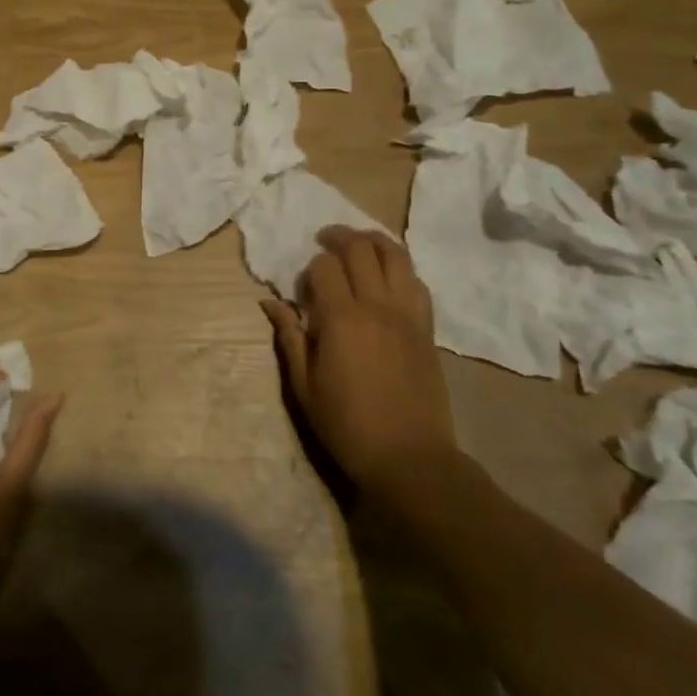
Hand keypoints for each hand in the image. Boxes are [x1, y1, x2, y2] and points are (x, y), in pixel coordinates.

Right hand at [262, 226, 454, 494]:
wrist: (410, 458)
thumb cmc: (347, 425)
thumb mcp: (304, 386)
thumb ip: (289, 337)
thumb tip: (270, 302)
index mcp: (341, 319)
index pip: (325, 266)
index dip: (310, 268)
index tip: (303, 288)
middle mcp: (377, 306)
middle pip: (361, 249)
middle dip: (340, 237)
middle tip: (325, 240)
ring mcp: (407, 314)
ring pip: (396, 255)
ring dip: (374, 241)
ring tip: (359, 243)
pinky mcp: (427, 328)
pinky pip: (416, 282)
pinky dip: (400, 269)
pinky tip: (388, 277)